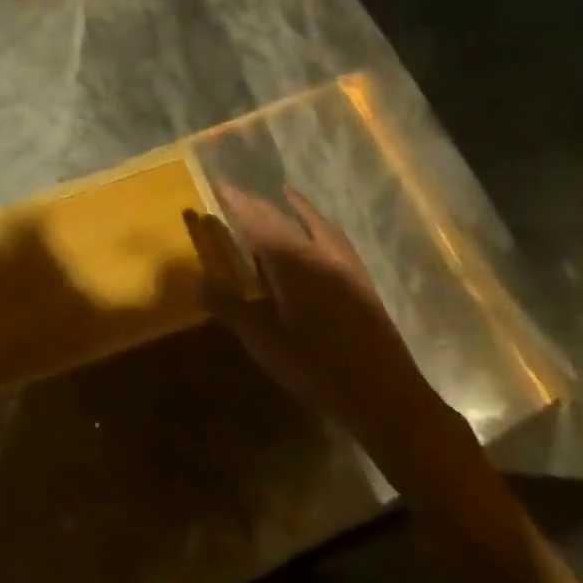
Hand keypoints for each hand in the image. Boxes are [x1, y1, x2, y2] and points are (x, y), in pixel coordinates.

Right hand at [184, 186, 457, 473]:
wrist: (387, 400)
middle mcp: (318, 255)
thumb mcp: (264, 342)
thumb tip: (194, 281)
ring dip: (295, 208)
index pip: (256, 220)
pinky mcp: (362, 282)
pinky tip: (322, 233)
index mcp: (291, 264)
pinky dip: (322, 226)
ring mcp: (344, 267)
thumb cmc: (317, 369)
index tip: (220, 182)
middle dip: (258, 204)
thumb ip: (230, 308)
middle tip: (238, 193)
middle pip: (283, 219)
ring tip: (284, 195)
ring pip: (315, 224)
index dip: (237, 201)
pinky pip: (337, 240)